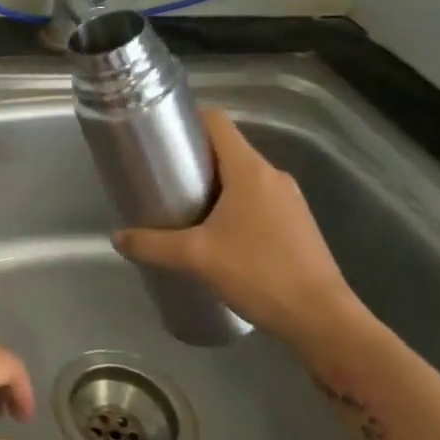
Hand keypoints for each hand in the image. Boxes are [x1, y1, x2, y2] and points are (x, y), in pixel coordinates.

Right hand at [112, 108, 365, 352]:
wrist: (321, 320)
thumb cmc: (258, 274)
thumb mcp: (195, 258)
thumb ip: (152, 245)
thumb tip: (117, 237)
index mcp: (250, 169)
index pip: (217, 121)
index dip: (188, 119)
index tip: (160, 135)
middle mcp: (273, 175)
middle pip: (227, 149)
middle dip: (193, 158)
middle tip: (161, 177)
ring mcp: (289, 199)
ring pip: (242, 176)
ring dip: (213, 184)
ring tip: (183, 207)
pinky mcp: (296, 223)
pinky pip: (257, 199)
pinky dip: (233, 204)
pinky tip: (216, 234)